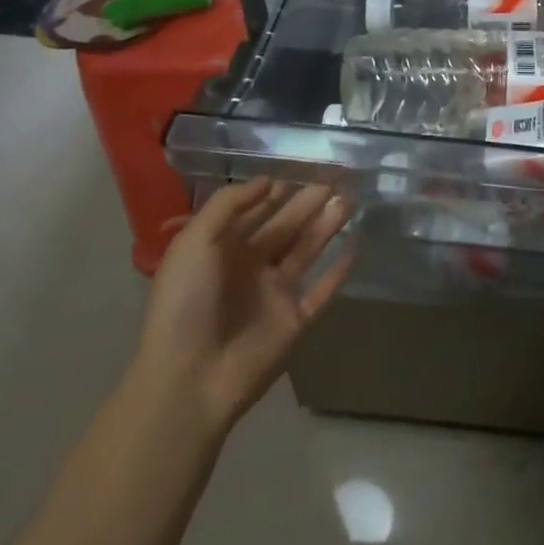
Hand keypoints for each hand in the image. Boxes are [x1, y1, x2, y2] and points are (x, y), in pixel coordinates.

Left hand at [133, 178, 352, 431]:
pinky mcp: (296, 320)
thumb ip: (229, 205)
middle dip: (310, 200)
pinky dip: (340, 270)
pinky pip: (323, 289)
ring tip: (351, 199)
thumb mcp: (194, 242)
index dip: (280, 188)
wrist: (189, 379)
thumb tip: (270, 180)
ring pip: (308, 250)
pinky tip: (357, 245)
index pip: (257, 211)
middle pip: (287, 226)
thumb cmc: (186, 303)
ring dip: (328, 225)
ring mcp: (275, 294)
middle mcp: (251, 267)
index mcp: (223, 249)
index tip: (307, 165)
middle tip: (339, 176)